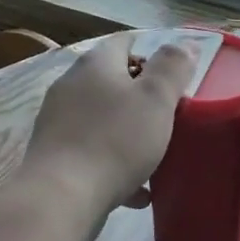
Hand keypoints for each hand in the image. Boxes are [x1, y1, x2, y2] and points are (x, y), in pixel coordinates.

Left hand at [22, 32, 194, 230]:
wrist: (60, 199)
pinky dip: (115, 163)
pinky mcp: (54, 156)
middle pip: (112, 80)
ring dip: (129, 131)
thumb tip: (185, 45)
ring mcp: (58, 121)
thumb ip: (172, 68)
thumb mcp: (156, 99)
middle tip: (169, 115)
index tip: (174, 77)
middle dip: (142, 96)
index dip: (151, 53)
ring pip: (103, 118)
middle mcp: (71, 85)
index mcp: (96, 64)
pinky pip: (92, 151)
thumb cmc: (115, 140)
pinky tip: (137, 190)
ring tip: (156, 154)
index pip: (124, 42)